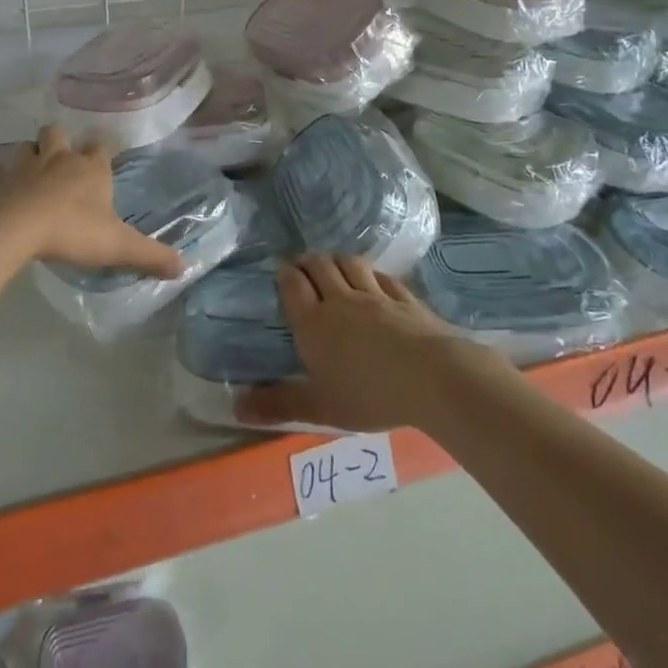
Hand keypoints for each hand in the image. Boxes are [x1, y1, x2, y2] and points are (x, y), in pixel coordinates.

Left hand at [0, 126, 183, 278]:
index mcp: (90, 168)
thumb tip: (184, 266)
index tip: (103, 159)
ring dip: (31, 156)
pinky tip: (6, 193)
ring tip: (34, 174)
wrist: (15, 228)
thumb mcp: (118, 246)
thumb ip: (151, 255)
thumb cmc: (72, 230)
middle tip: (62, 161)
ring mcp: (24, 166)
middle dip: (61, 141)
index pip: (101, 146)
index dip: (102, 151)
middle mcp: (58, 158)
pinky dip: (3, 180)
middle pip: (59, 133)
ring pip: (27, 147)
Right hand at [238, 255, 476, 432]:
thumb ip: (278, 404)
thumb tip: (235, 407)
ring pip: (350, 264)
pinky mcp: (405, 298)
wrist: (432, 378)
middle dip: (307, 261)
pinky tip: (374, 279)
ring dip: (337, 260)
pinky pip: (383, 277)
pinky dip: (372, 273)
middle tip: (301, 265)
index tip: (280, 269)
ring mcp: (376, 295)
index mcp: (314, 322)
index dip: (284, 274)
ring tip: (332, 264)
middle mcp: (341, 300)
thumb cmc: (368, 394)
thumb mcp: (319, 407)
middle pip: (320, 266)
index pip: (293, 285)